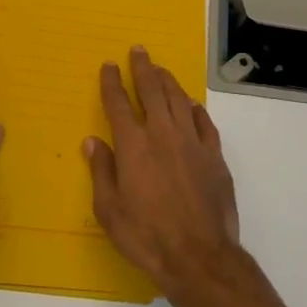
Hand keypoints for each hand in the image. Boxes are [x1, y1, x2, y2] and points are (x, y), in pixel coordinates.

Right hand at [83, 46, 241, 300]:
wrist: (199, 255)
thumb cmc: (146, 237)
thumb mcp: (110, 211)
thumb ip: (101, 171)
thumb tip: (92, 141)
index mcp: (133, 146)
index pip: (119, 104)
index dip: (112, 82)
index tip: (109, 65)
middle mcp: (163, 134)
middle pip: (152, 91)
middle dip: (143, 68)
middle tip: (139, 51)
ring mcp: (192, 142)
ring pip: (179, 100)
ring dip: (168, 81)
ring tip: (161, 70)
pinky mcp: (214, 155)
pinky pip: (204, 122)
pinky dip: (195, 108)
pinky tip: (191, 104)